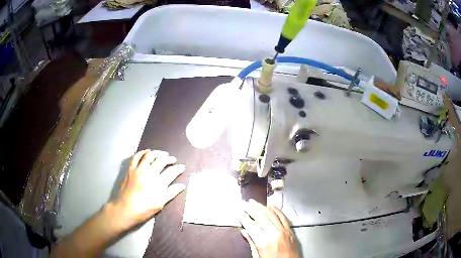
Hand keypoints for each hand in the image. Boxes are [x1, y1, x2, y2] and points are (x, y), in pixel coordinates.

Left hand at [111, 150, 185, 228]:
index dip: (178, 169)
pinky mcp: (130, 169)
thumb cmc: (144, 209)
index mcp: (158, 183)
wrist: (125, 209)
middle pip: (161, 161)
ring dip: (157, 153)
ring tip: (162, 153)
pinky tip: (147, 151)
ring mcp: (139, 170)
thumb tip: (182, 185)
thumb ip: (171, 193)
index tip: (182, 167)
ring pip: (149, 156)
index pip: (172, 172)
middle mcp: (149, 173)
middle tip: (173, 159)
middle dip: (169, 159)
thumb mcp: (160, 204)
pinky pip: (136, 157)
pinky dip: (142, 152)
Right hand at [239, 199, 298, 257]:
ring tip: (254, 202)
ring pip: (271, 214)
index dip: (243, 217)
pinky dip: (276, 209)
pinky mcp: (290, 231)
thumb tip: (244, 231)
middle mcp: (274, 234)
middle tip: (243, 203)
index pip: (251, 225)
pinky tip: (271, 205)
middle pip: (260, 216)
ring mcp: (283, 231)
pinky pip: (283, 217)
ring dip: (261, 206)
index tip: (238, 211)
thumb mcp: (257, 256)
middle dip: (250, 208)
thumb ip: (251, 242)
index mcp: (264, 242)